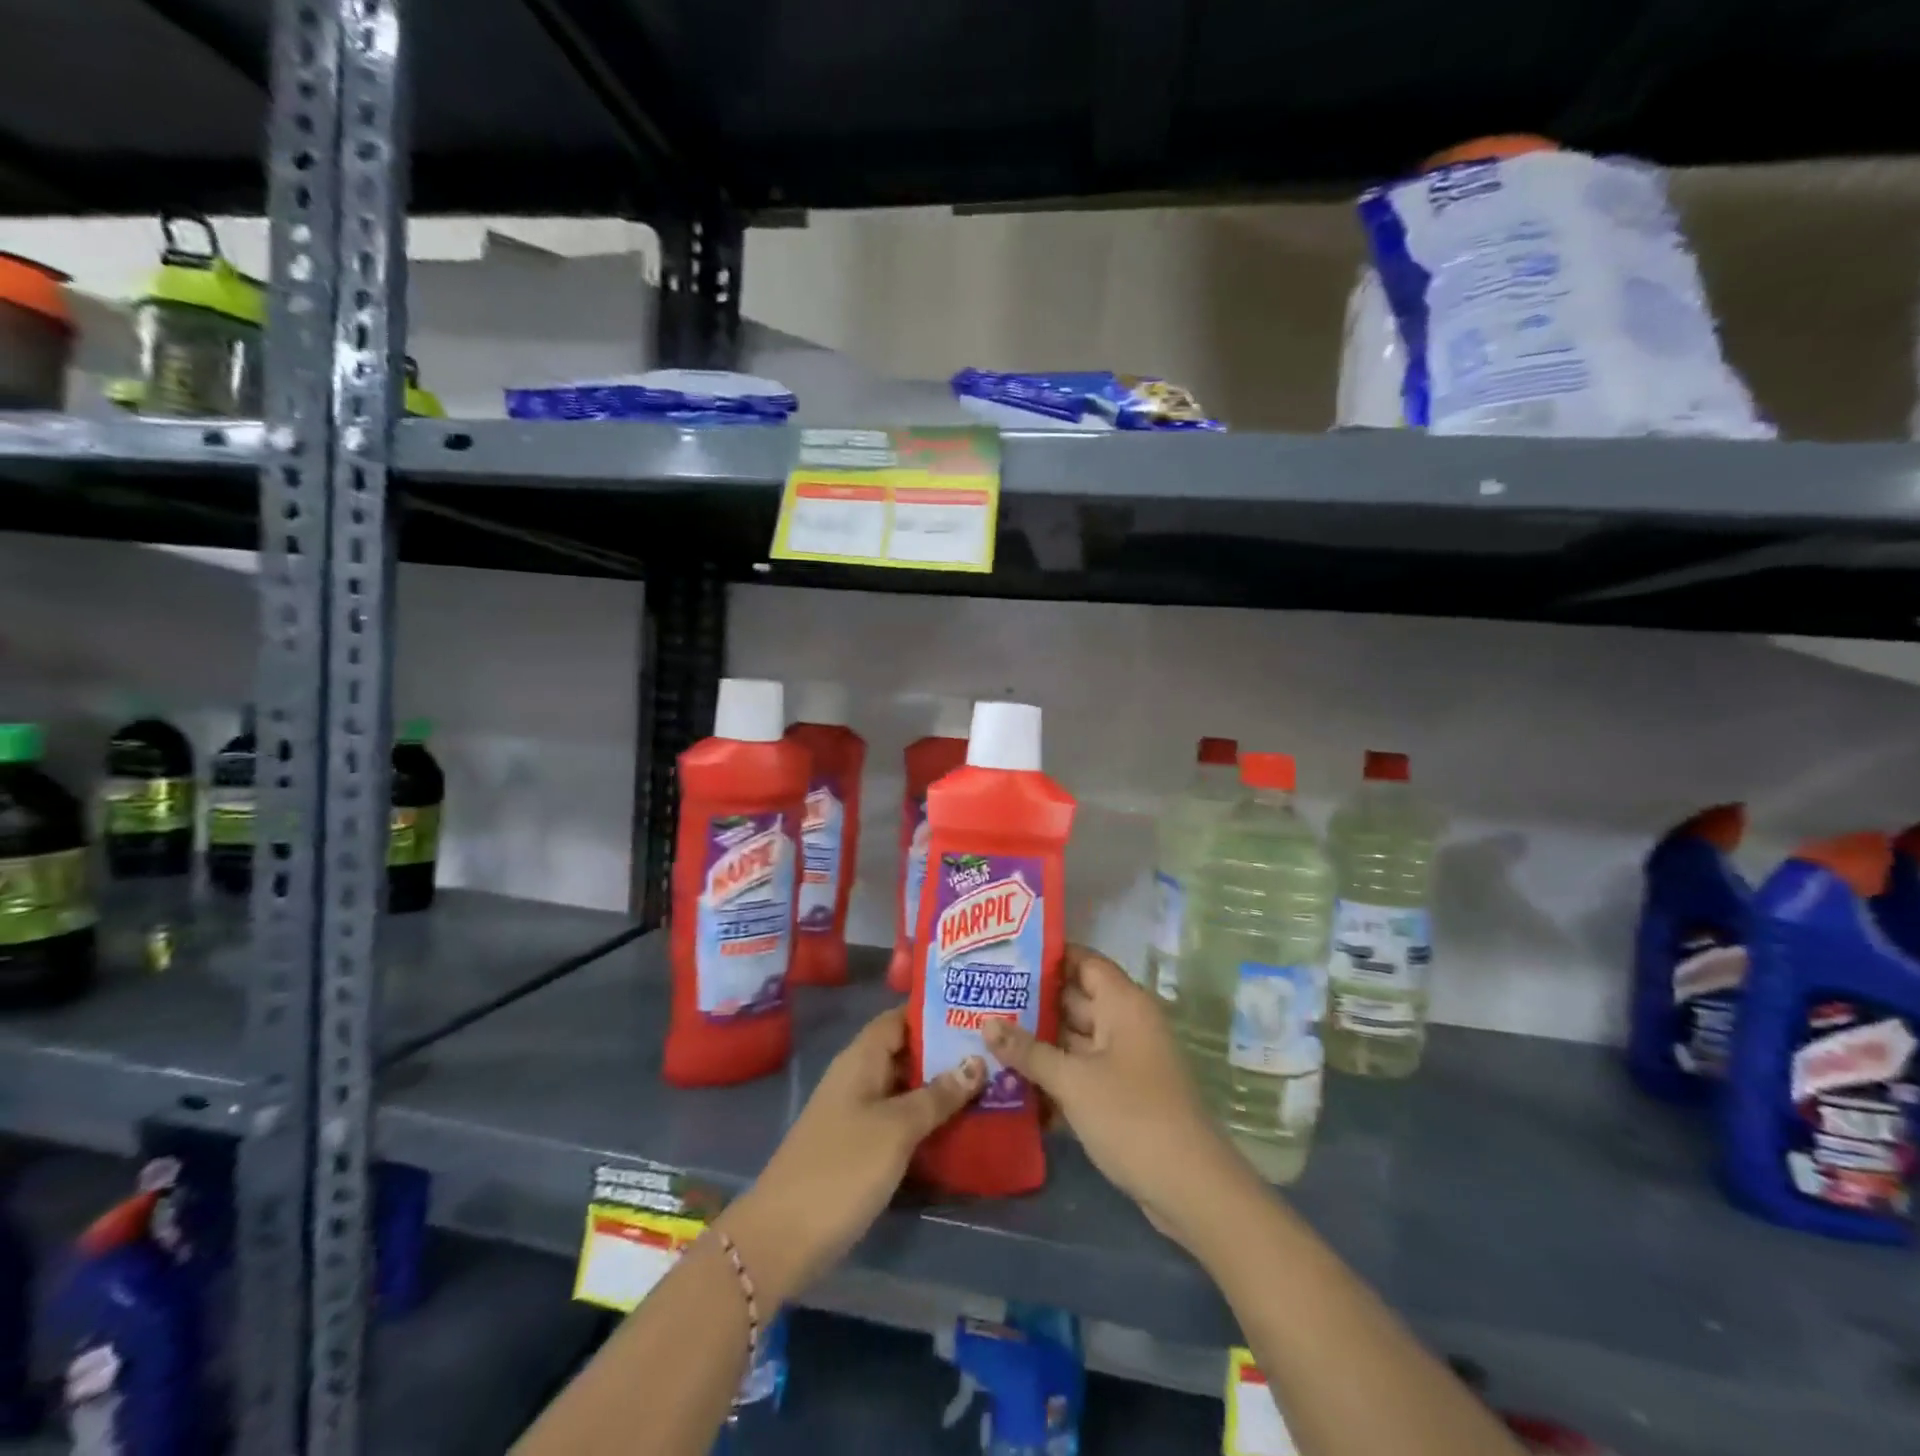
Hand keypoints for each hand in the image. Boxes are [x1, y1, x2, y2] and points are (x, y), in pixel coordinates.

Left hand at [719, 1008, 982, 1303]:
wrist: (781, 1239)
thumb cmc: (841, 1169)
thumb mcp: (896, 1128)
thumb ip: (937, 1095)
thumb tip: (976, 1061)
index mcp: (861, 1059)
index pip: (900, 1018)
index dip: (934, 1012)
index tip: (975, 1012)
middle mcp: (857, 1077)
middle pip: (905, 1052)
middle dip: (945, 1052)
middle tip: (993, 1052)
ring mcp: (855, 1114)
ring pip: (904, 1088)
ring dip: (939, 1088)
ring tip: (988, 1086)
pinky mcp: (857, 1148)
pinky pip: (897, 1120)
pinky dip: (925, 1119)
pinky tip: (958, 1129)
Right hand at [982, 946, 1253, 1251]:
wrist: (1189, 1187)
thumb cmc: (1131, 1116)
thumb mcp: (1072, 1080)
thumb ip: (1028, 1051)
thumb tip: (986, 1023)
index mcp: (1123, 1004)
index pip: (1083, 961)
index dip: (1048, 956)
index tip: (1006, 955)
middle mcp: (1126, 1023)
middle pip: (1075, 999)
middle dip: (1033, 1001)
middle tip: (984, 996)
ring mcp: (1126, 1060)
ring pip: (1075, 1038)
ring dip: (1039, 1040)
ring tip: (988, 1034)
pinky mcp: (1123, 1093)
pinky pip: (1083, 1070)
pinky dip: (1055, 1072)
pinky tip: (1013, 1079)